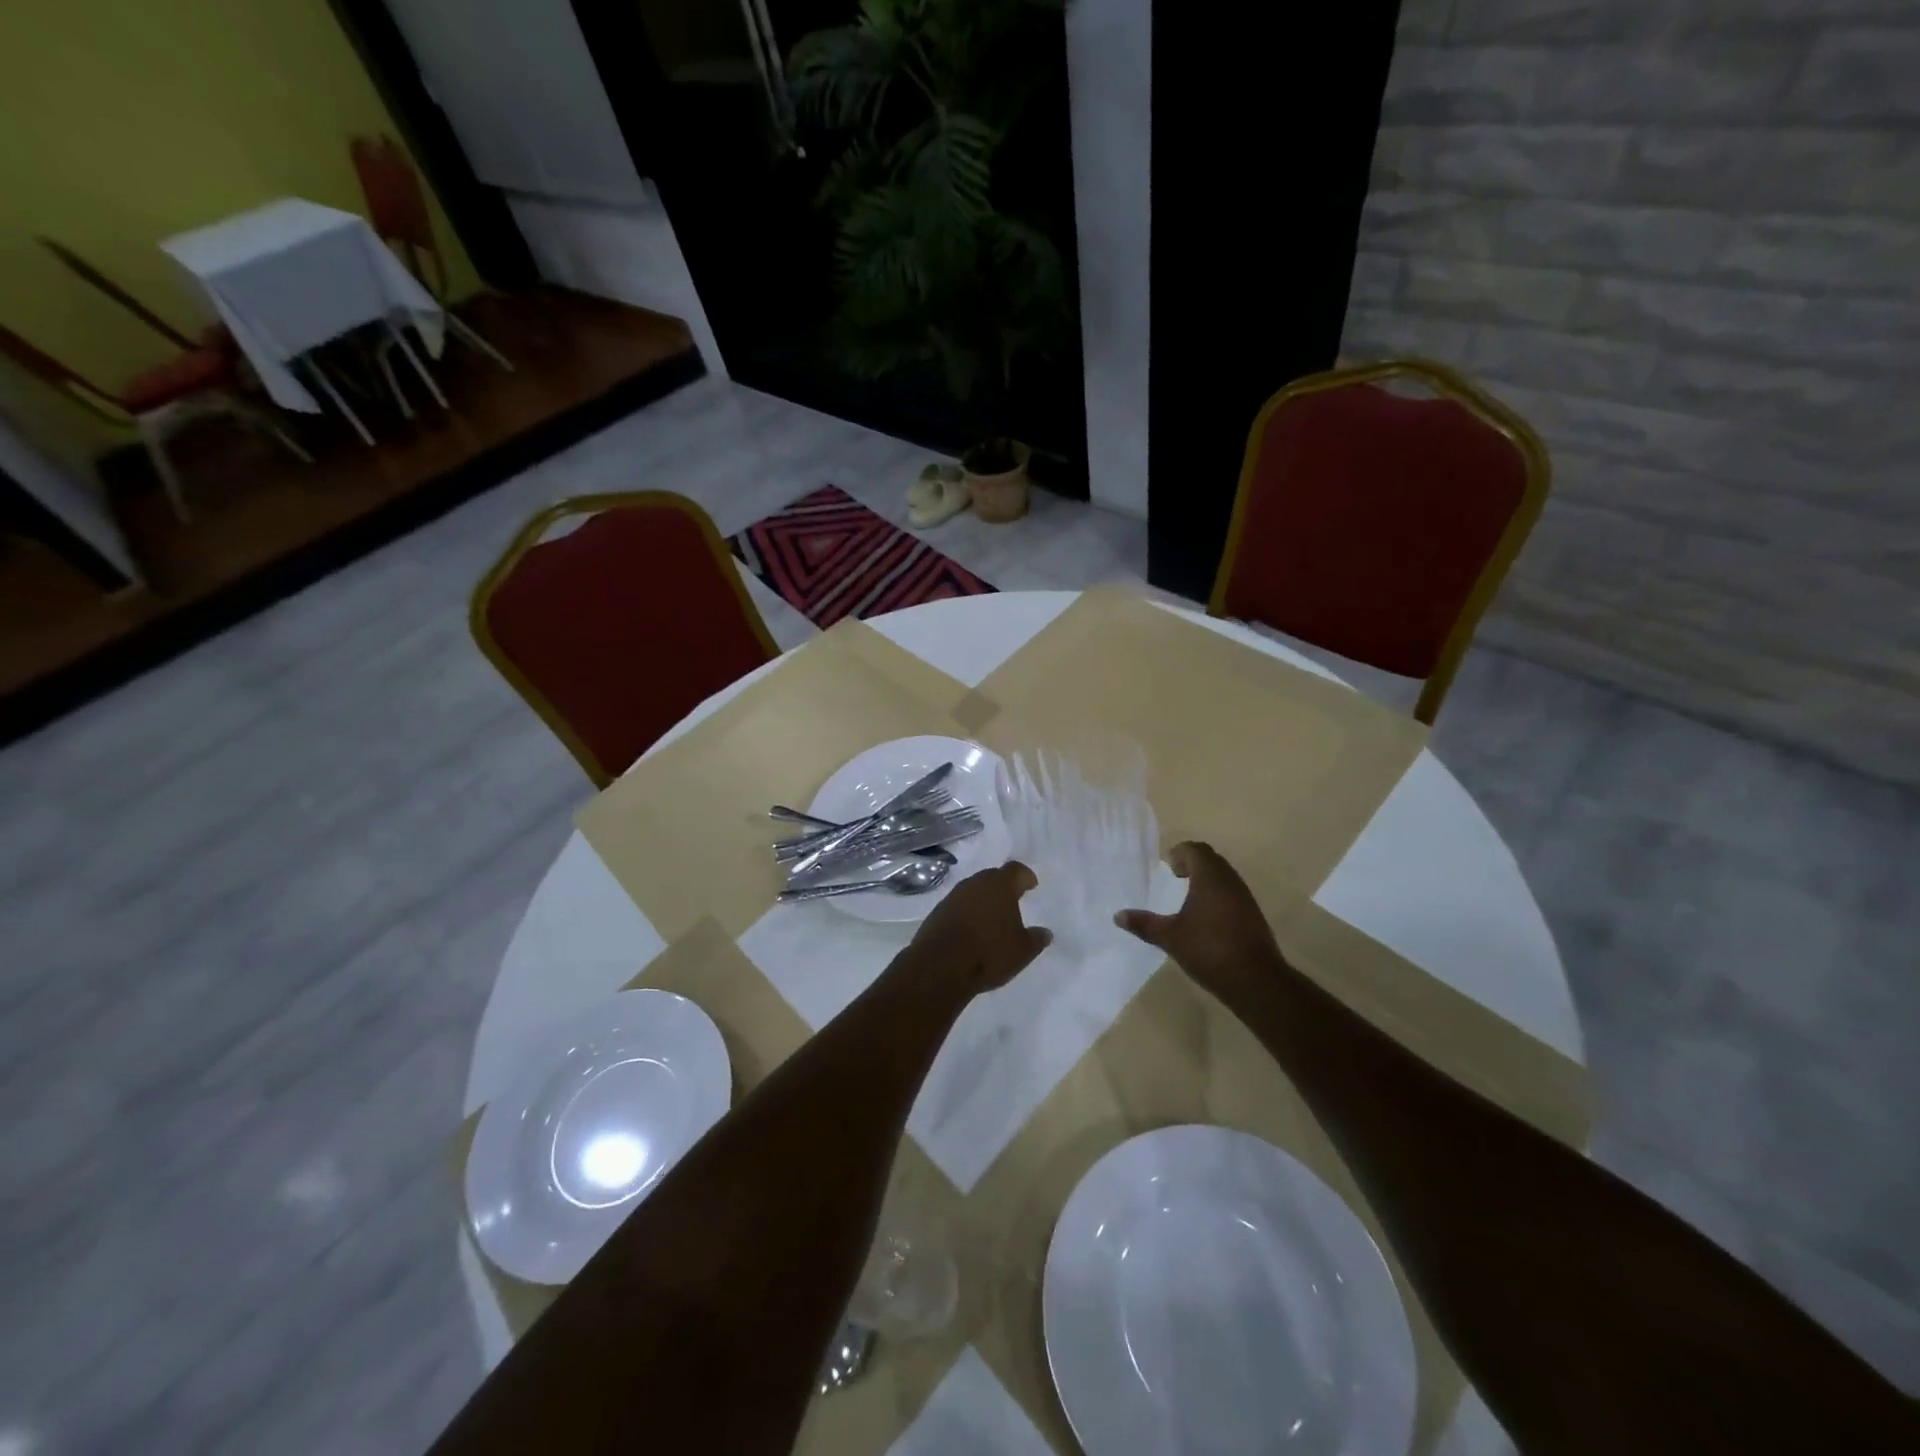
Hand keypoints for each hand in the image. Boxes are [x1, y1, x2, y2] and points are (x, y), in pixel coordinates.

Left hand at [908, 861, 1052, 993]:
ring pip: (973, 891)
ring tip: (992, 918)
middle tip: (1012, 900)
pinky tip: (972, 930)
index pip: (1016, 870)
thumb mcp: (1022, 951)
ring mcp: (953, 896)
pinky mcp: (937, 912)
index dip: (1025, 876)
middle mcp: (975, 884)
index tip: (1031, 884)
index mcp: (999, 885)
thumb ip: (1036, 939)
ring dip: (983, 900)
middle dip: (1003, 887)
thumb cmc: (989, 952)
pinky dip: (967, 913)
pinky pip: (958, 906)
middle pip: (992, 877)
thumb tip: (1045, 933)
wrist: (940, 966)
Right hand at [1115, 841, 1283, 998]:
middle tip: (1174, 876)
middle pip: (1212, 860)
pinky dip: (1217, 895)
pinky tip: (1206, 918)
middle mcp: (1230, 882)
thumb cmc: (1209, 950)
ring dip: (1206, 880)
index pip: (1196, 850)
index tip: (1168, 867)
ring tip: (1188, 897)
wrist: (1256, 980)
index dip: (1180, 853)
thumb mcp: (1170, 937)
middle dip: (1193, 864)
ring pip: (1224, 877)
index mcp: (1210, 878)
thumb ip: (1144, 924)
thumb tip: (1117, 916)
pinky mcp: (1253, 916)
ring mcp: (1245, 898)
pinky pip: (1232, 894)